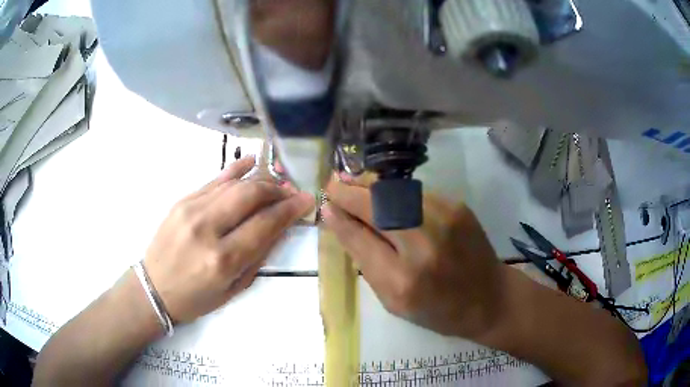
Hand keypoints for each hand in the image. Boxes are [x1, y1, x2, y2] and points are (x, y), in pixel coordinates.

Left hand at [143, 157, 313, 322]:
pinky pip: (213, 180)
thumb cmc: (196, 298)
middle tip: (291, 192)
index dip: (290, 209)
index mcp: (222, 260)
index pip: (264, 224)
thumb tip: (280, 226)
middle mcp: (206, 229)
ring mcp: (191, 209)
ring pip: (233, 184)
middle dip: (276, 190)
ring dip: (260, 180)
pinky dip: (235, 170)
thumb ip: (258, 256)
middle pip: (250, 195)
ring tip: (276, 183)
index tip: (306, 200)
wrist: (153, 288)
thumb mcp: (234, 288)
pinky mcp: (182, 201)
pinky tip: (251, 163)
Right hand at [322, 174, 504, 338]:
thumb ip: (365, 262)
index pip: (360, 237)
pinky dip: (395, 192)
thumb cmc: (438, 310)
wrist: (490, 298)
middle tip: (333, 183)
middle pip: (376, 206)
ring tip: (352, 181)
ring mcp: (445, 219)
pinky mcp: (457, 206)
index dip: (339, 217)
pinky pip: (415, 193)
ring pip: (395, 192)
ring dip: (370, 186)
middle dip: (349, 191)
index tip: (326, 203)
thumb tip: (341, 223)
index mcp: (402, 280)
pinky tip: (385, 193)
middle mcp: (423, 244)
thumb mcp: (394, 301)